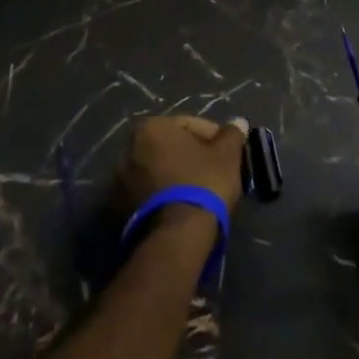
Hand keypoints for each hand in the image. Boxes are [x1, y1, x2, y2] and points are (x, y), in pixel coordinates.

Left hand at [119, 114, 246, 215]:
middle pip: (171, 147)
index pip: (189, 123)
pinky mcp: (121, 209)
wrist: (176, 236)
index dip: (214, 136)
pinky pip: (151, 192)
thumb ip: (232, 135)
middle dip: (193, 155)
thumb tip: (238, 122)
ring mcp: (120, 181)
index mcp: (150, 128)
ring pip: (160, 170)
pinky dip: (166, 194)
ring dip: (178, 175)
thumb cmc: (203, 183)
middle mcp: (128, 149)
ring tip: (202, 191)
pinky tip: (186, 206)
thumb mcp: (227, 155)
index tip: (228, 152)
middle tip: (216, 169)